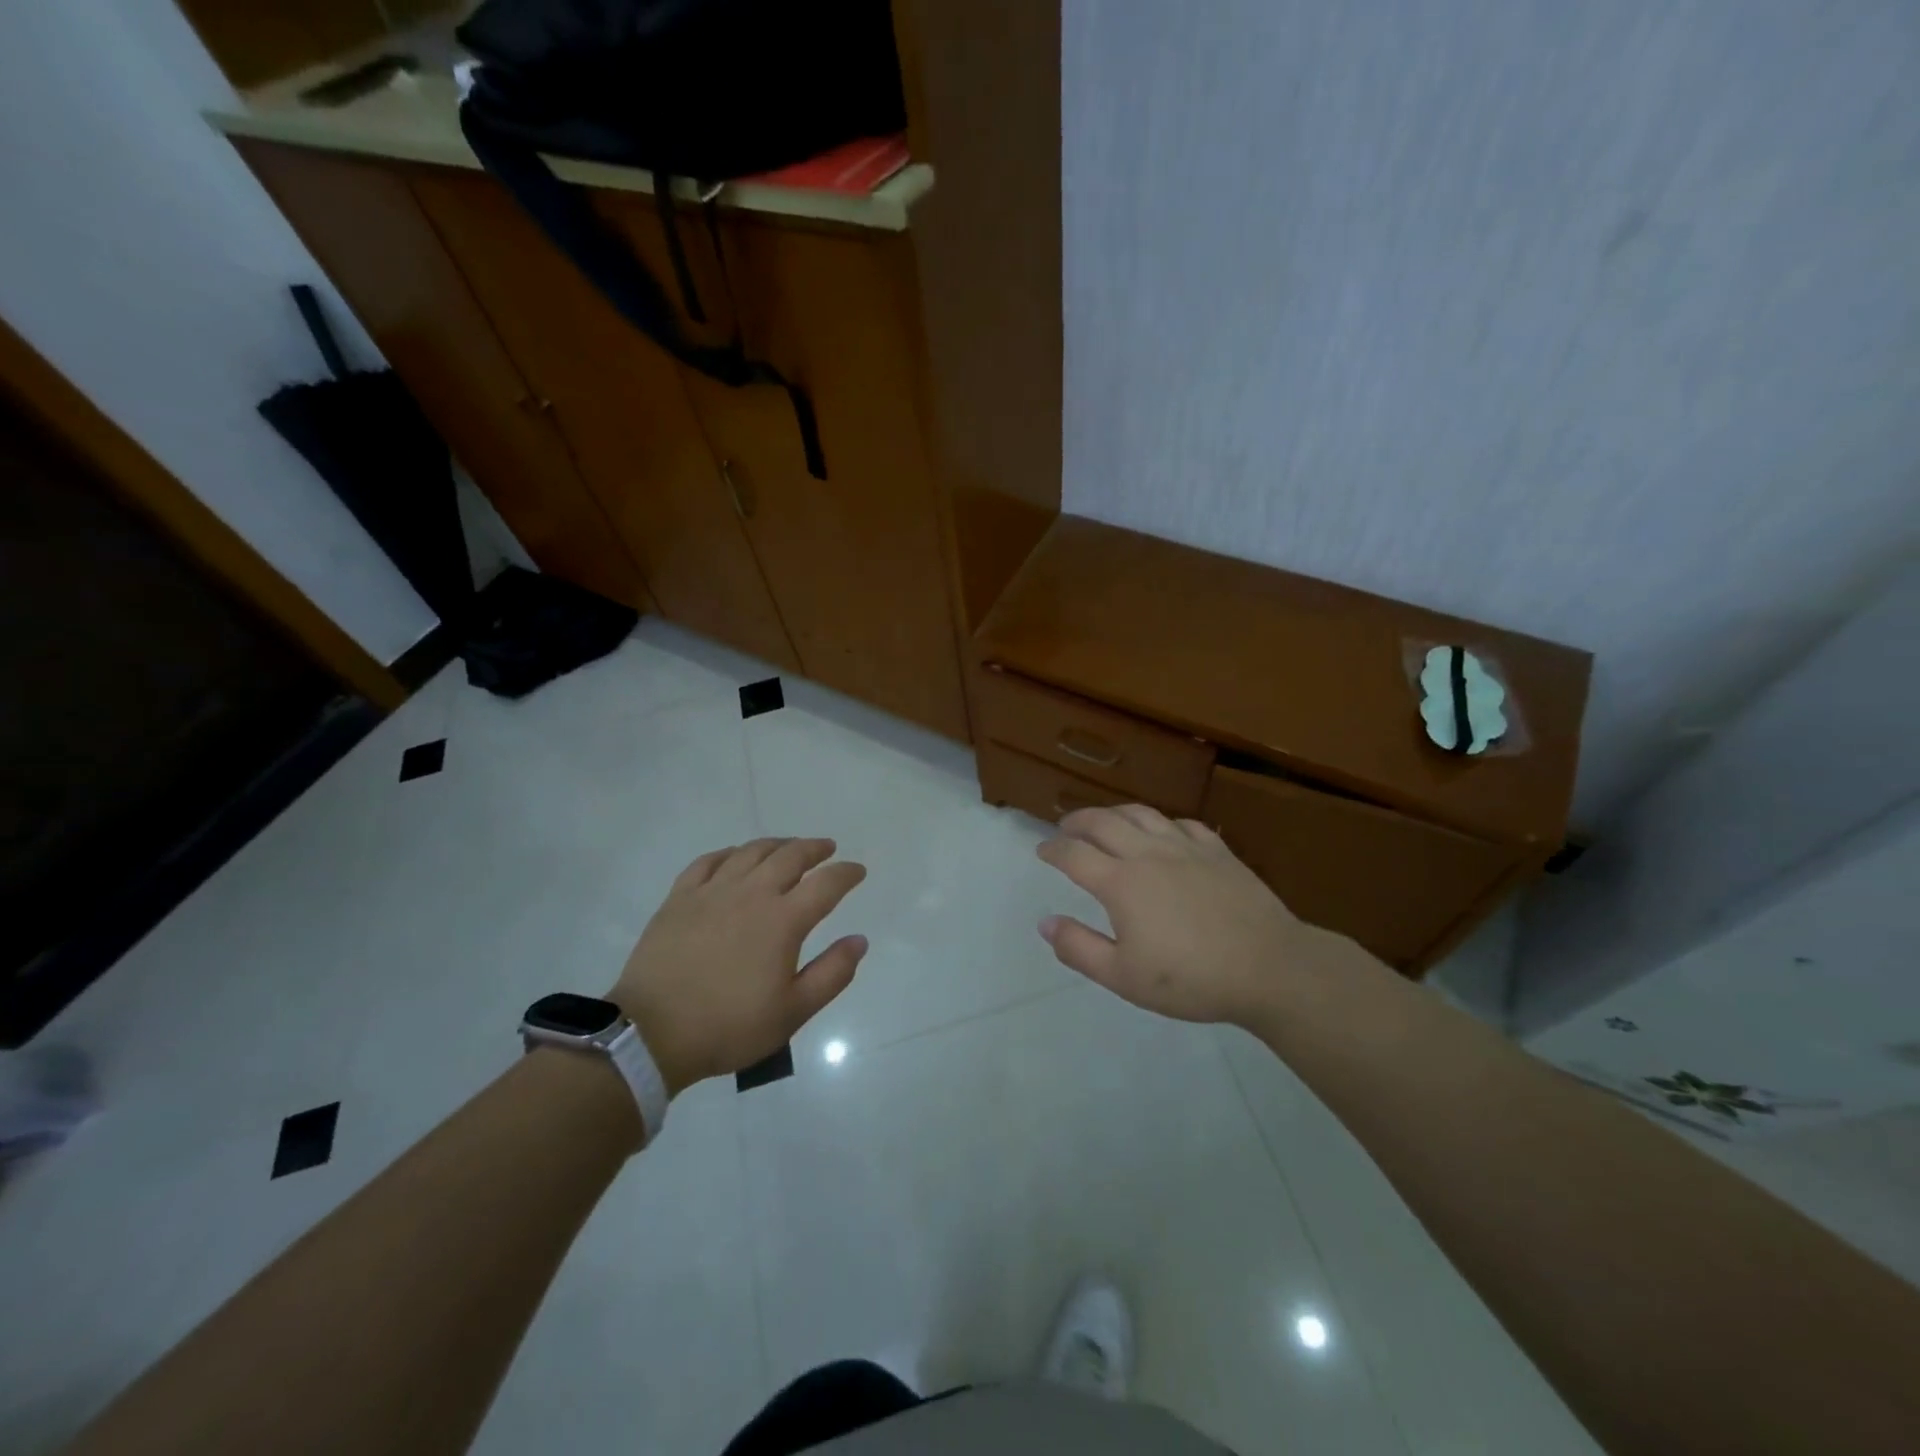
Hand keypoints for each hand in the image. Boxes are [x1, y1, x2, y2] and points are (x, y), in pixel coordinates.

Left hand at [609, 838, 867, 1094]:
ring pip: (751, 852)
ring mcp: (712, 891)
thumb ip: (832, 974)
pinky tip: (735, 856)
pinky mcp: (680, 898)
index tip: (858, 871)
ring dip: (777, 844)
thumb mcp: (793, 1012)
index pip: (826, 884)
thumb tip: (859, 940)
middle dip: (814, 848)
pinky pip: (708, 861)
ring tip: (788, 847)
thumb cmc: (729, 1026)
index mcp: (783, 920)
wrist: (652, 1033)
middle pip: (790, 856)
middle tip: (827, 848)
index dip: (846, 873)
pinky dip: (729, 853)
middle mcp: (751, 894)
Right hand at [1036, 804, 1352, 1026]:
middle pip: (1103, 822)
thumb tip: (1045, 922)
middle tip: (1065, 827)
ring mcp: (1186, 847)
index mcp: (1120, 883)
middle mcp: (1148, 853)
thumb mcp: (1123, 977)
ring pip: (1141, 813)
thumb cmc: (1191, 978)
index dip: (1053, 850)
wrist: (1269, 967)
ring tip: (1105, 821)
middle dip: (1077, 821)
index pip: (1074, 854)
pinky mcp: (1217, 850)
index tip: (1042, 851)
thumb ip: (1079, 948)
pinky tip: (1163, 833)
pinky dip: (1161, 823)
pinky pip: (1182, 824)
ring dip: (1114, 813)